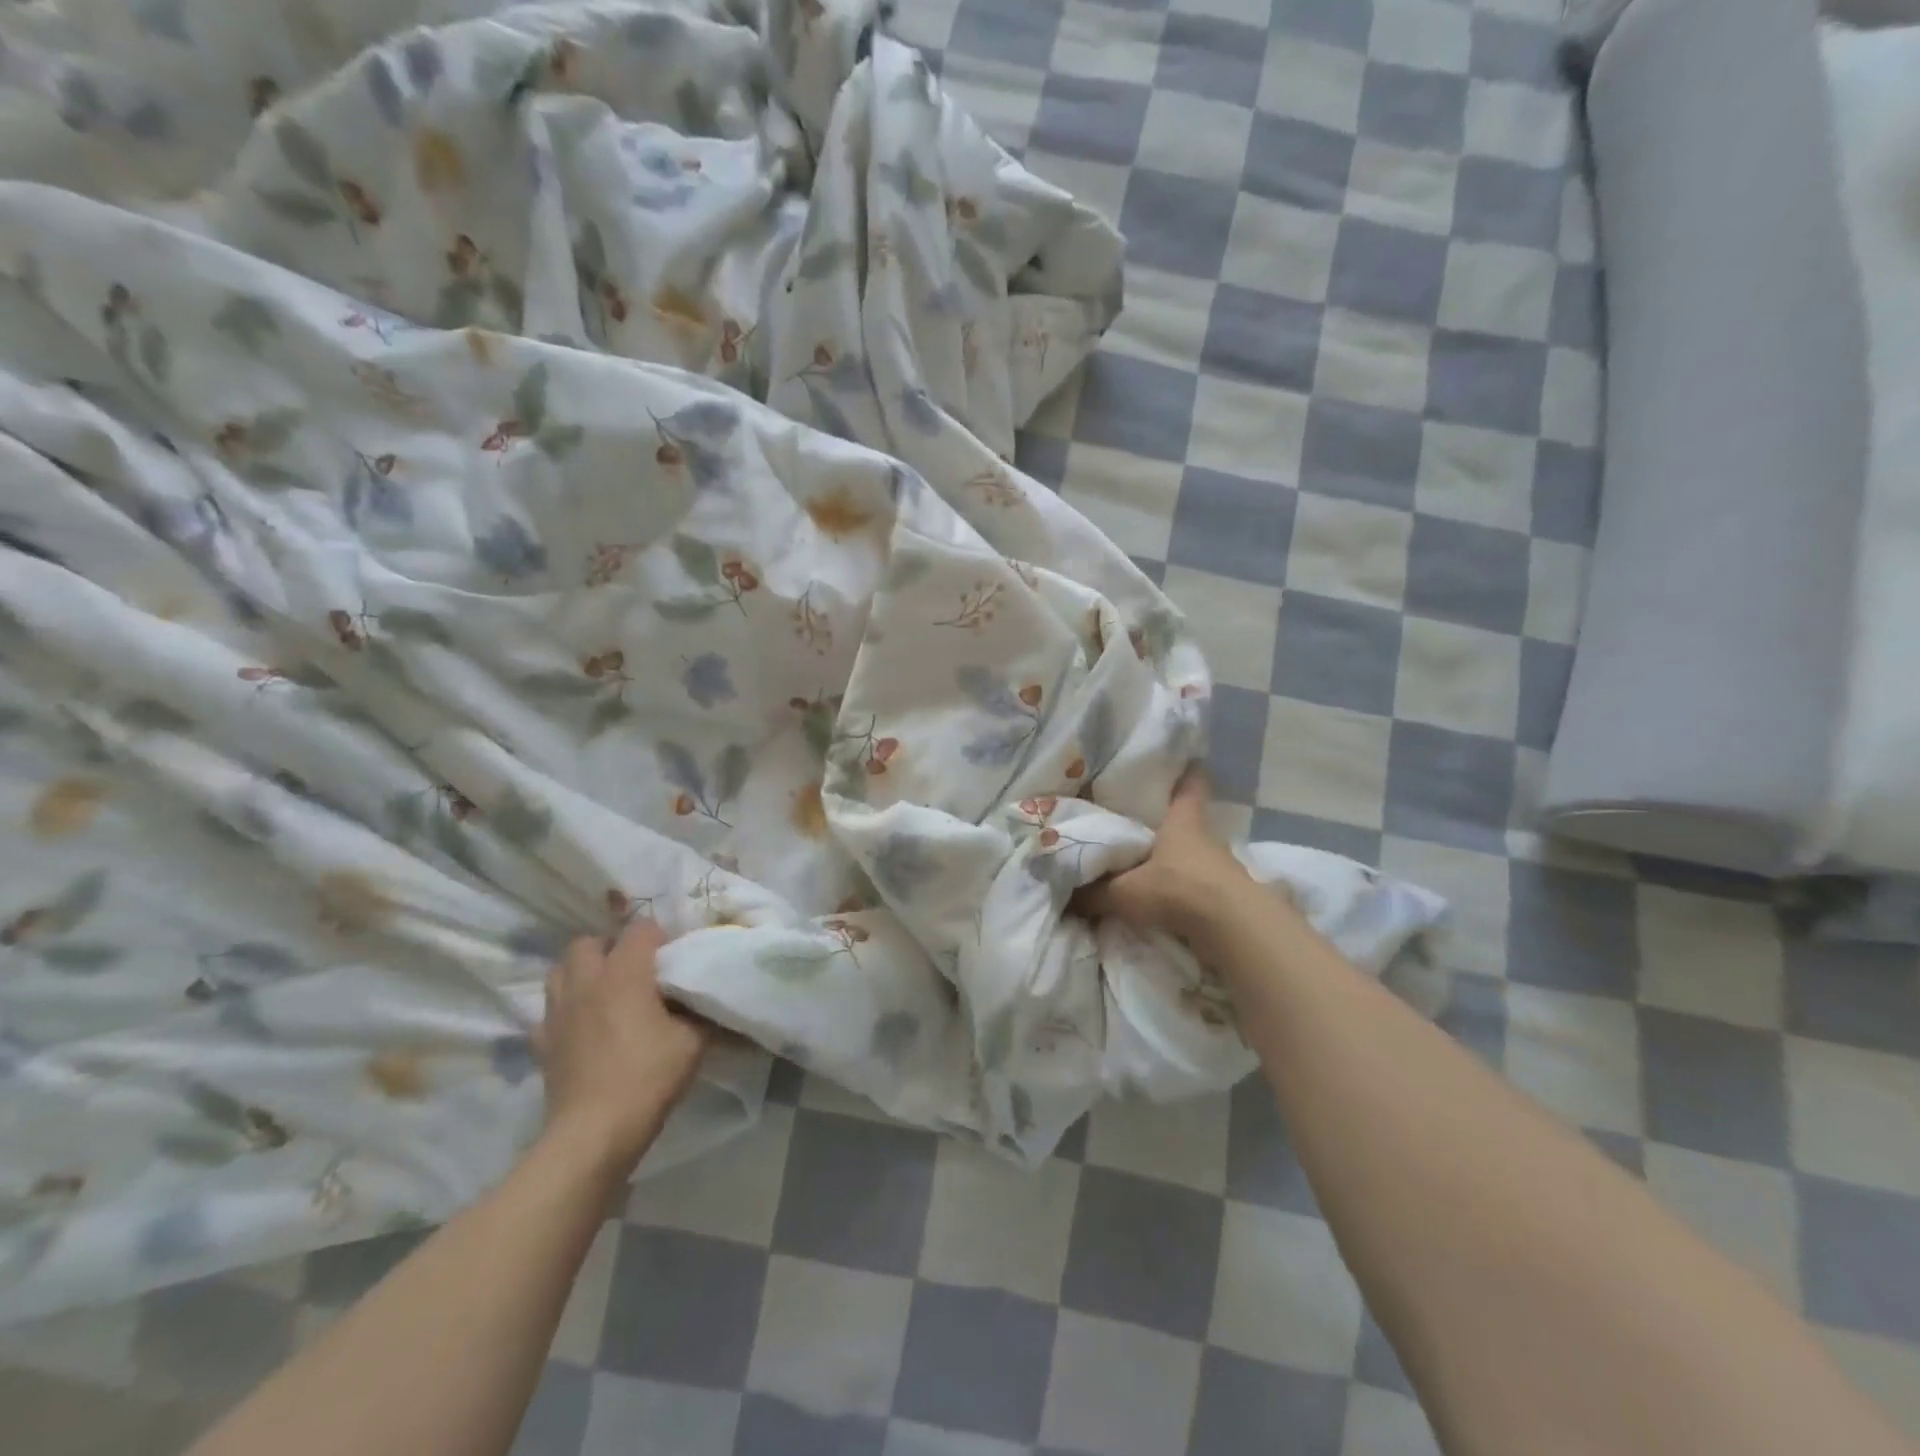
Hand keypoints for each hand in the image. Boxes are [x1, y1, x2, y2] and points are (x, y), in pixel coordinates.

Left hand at [535, 921, 709, 1173]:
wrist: (594, 1132)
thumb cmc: (647, 1076)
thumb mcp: (693, 1041)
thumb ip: (698, 1012)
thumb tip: (701, 1001)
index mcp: (625, 973)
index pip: (641, 929)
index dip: (659, 937)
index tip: (672, 958)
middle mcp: (586, 981)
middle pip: (588, 942)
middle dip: (610, 947)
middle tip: (633, 970)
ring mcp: (558, 1011)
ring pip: (560, 971)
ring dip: (581, 972)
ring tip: (604, 991)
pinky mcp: (541, 1042)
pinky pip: (548, 1012)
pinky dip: (564, 1012)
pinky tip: (580, 1027)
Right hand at [1072, 768, 1252, 941]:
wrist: (1232, 928)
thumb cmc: (1177, 888)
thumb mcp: (1125, 892)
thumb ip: (1094, 893)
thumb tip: (1065, 895)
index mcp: (1183, 821)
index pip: (1191, 785)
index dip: (1187, 772)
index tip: (1182, 761)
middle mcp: (1206, 837)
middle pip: (1189, 821)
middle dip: (1169, 822)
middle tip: (1140, 821)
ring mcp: (1221, 866)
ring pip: (1194, 854)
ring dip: (1176, 859)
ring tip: (1148, 865)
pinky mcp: (1228, 895)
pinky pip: (1200, 884)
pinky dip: (1185, 888)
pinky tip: (1166, 897)